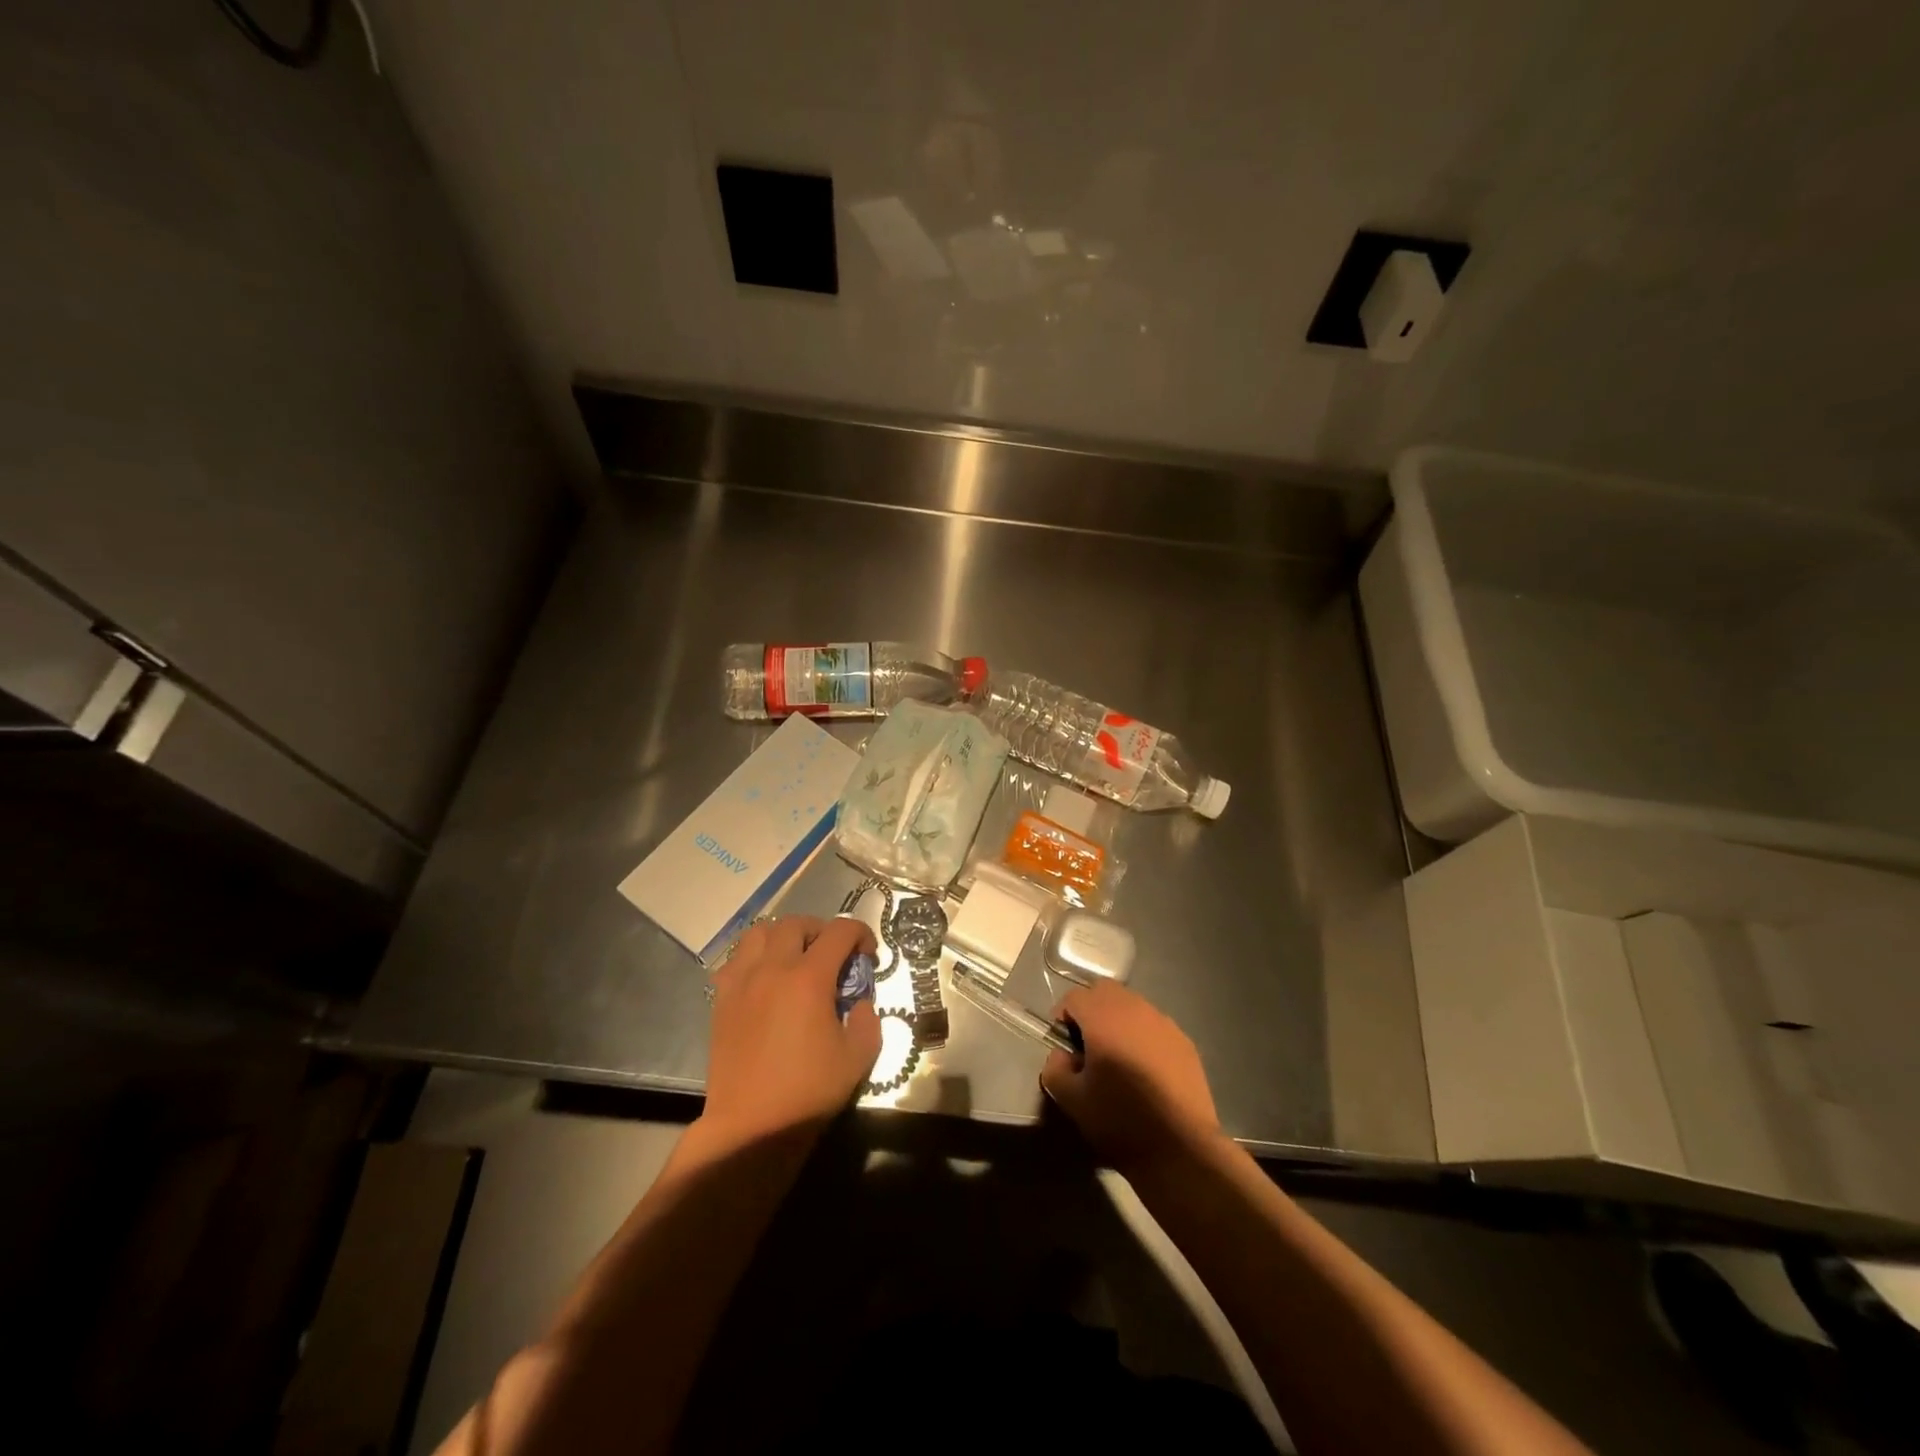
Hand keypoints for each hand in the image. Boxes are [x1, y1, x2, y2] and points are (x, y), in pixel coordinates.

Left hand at [703, 915, 881, 1145]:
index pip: (839, 931)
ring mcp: (742, 982)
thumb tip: (858, 1003)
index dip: (860, 933)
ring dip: (783, 936)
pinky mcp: (721, 1000)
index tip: (868, 955)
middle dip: (821, 930)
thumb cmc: (808, 1092)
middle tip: (833, 954)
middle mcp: (773, 969)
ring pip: (759, 933)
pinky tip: (765, 980)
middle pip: (796, 923)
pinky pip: (735, 959)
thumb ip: (867, 1020)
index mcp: (809, 978)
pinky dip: (754, 957)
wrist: (751, 1126)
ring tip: (795, 958)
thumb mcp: (858, 1057)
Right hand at [1041, 981, 1220, 1172]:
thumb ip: (1055, 1069)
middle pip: (1105, 992)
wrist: (1181, 1149)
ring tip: (1117, 1058)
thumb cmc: (1120, 1121)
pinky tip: (1145, 1070)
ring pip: (1132, 1005)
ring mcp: (1164, 1024)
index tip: (1064, 1045)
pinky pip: (1154, 1026)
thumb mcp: (1071, 1100)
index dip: (1063, 1016)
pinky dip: (1142, 1036)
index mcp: (1104, 1018)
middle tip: (1088, 1045)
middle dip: (1091, 1011)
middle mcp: (1135, 1010)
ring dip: (1118, 1021)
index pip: (1075, 997)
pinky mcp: (1184, 1042)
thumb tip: (1062, 1055)